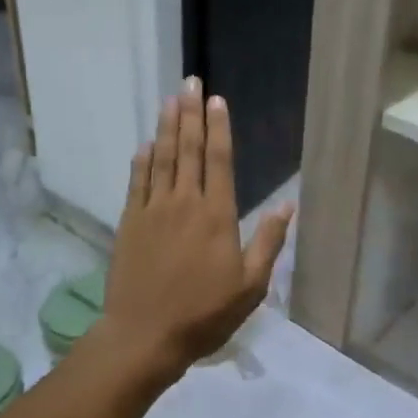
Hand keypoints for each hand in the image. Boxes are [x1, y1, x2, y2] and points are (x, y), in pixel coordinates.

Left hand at [103, 78, 293, 379]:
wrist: (145, 335)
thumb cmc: (204, 314)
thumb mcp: (250, 287)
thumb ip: (267, 242)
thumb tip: (287, 205)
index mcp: (217, 216)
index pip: (219, 160)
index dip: (219, 128)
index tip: (216, 100)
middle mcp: (184, 203)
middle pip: (189, 150)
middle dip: (191, 114)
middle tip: (189, 82)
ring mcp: (153, 210)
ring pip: (162, 158)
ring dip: (167, 127)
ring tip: (170, 100)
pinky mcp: (130, 223)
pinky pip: (137, 182)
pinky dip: (143, 160)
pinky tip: (146, 144)